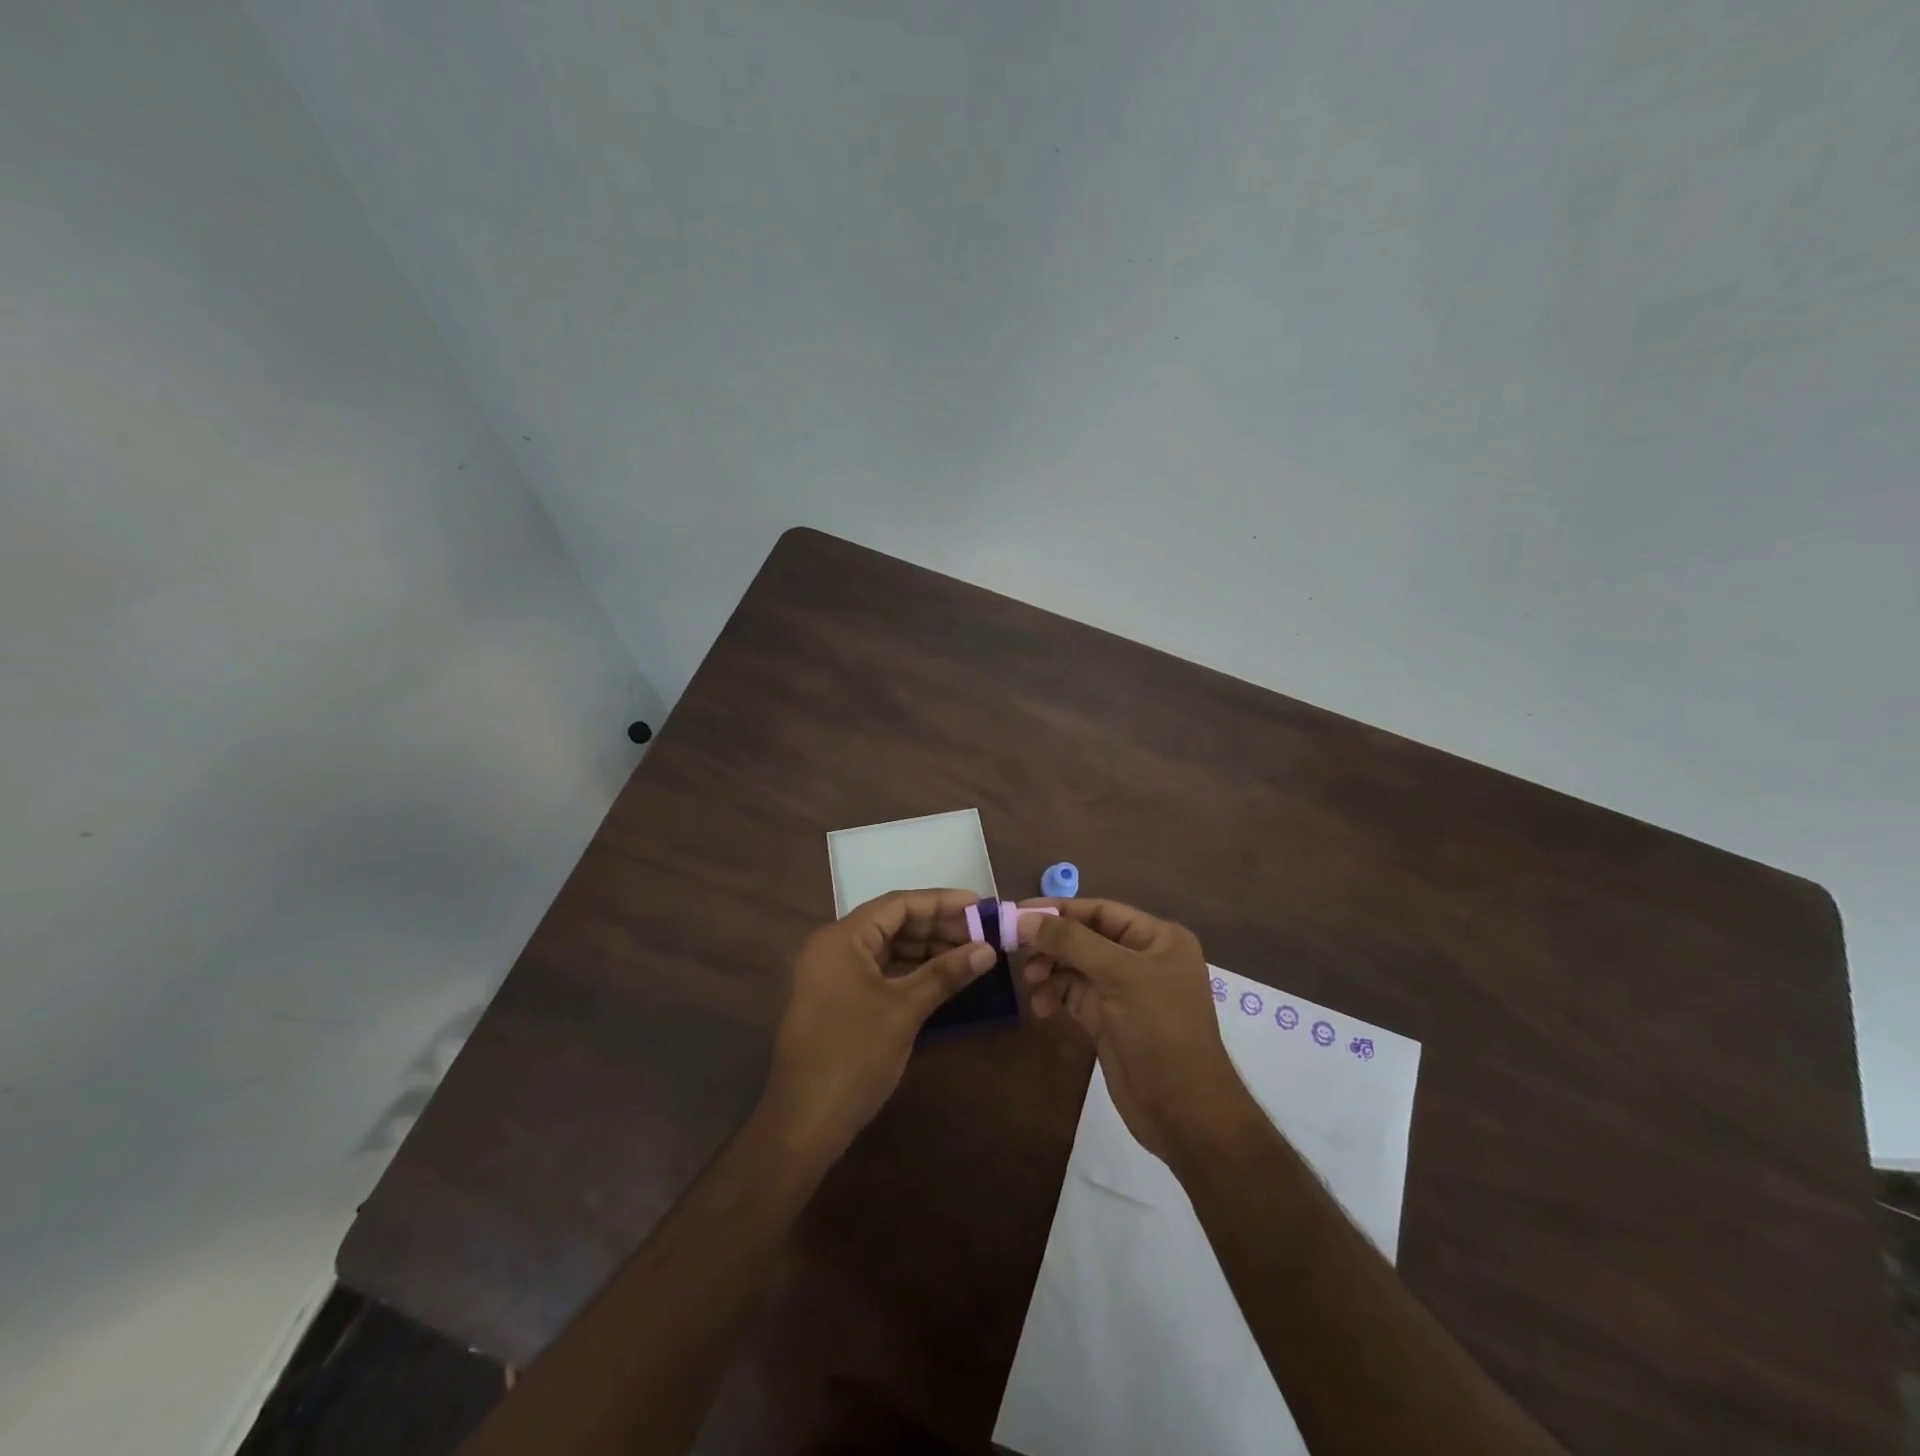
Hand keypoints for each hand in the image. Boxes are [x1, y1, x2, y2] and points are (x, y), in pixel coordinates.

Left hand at [763, 889, 994, 1160]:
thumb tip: (988, 949)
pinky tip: (941, 977)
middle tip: (980, 933)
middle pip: (892, 923)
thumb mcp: (904, 1010)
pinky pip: (878, 971)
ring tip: (968, 954)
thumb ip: (945, 974)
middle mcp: (833, 947)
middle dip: (937, 927)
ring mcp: (832, 974)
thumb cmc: (853, 1056)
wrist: (804, 1122)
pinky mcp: (837, 999)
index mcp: (842, 938)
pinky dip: (909, 971)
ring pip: (886, 948)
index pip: (897, 904)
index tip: (980, 905)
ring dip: (926, 949)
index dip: (941, 902)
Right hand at [1019, 898, 1247, 1162]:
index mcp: (1157, 938)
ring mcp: (1123, 990)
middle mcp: (1141, 958)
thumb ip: (1072, 942)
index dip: (1060, 910)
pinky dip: (1054, 995)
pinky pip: (1072, 994)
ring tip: (1030, 983)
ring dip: (1049, 970)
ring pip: (1074, 966)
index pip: (1101, 910)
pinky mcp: (1107, 1018)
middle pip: (1084, 937)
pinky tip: (1041, 1007)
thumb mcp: (1120, 977)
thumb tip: (1025, 918)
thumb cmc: (1161, 1031)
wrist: (1183, 1113)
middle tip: (1017, 951)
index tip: (1017, 912)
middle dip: (1051, 943)